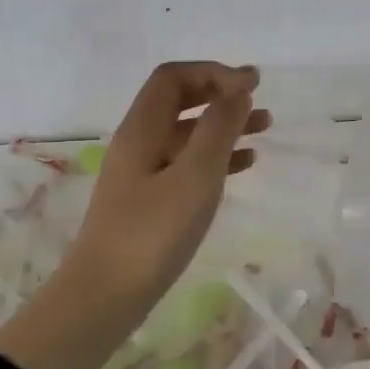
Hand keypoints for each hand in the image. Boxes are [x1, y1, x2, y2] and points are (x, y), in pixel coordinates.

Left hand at [0, 62, 266, 368]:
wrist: (104, 296)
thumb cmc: (152, 234)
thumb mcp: (194, 177)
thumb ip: (218, 130)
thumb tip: (238, 91)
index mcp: (142, 129)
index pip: (173, 77)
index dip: (213, 73)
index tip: (252, 86)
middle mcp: (138, 142)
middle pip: (179, 101)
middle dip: (220, 95)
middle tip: (260, 101)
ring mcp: (141, 173)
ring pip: (186, 134)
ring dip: (223, 126)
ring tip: (264, 130)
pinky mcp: (148, 201)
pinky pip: (185, 165)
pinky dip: (215, 158)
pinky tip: (243, 165)